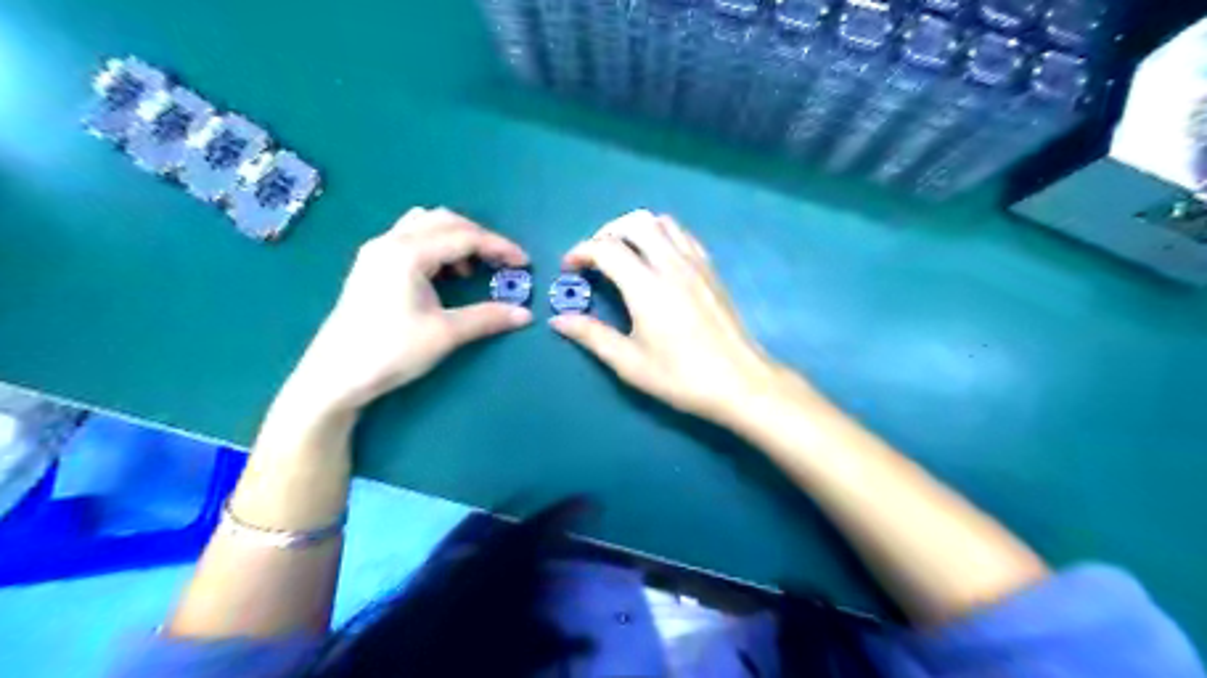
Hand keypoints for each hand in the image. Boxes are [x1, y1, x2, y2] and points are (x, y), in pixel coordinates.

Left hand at [280, 208, 531, 417]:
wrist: (334, 376)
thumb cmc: (390, 351)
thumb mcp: (445, 334)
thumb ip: (487, 318)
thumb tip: (525, 314)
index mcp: (408, 252)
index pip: (465, 236)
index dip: (499, 247)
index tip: (524, 264)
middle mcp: (391, 241)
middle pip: (446, 220)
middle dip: (480, 238)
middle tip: (502, 263)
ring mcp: (377, 251)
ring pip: (426, 225)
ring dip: (456, 238)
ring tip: (472, 269)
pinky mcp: (371, 265)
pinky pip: (411, 238)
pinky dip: (437, 246)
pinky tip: (444, 275)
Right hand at [549, 209, 793, 421]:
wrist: (740, 382)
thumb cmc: (681, 377)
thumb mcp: (630, 363)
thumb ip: (592, 335)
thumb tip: (558, 320)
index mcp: (646, 286)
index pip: (605, 248)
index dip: (580, 252)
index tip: (569, 269)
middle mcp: (671, 264)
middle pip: (634, 222)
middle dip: (606, 232)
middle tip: (595, 258)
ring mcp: (696, 263)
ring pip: (662, 222)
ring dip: (635, 229)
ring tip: (623, 255)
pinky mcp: (711, 270)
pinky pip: (683, 235)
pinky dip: (662, 235)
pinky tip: (657, 260)